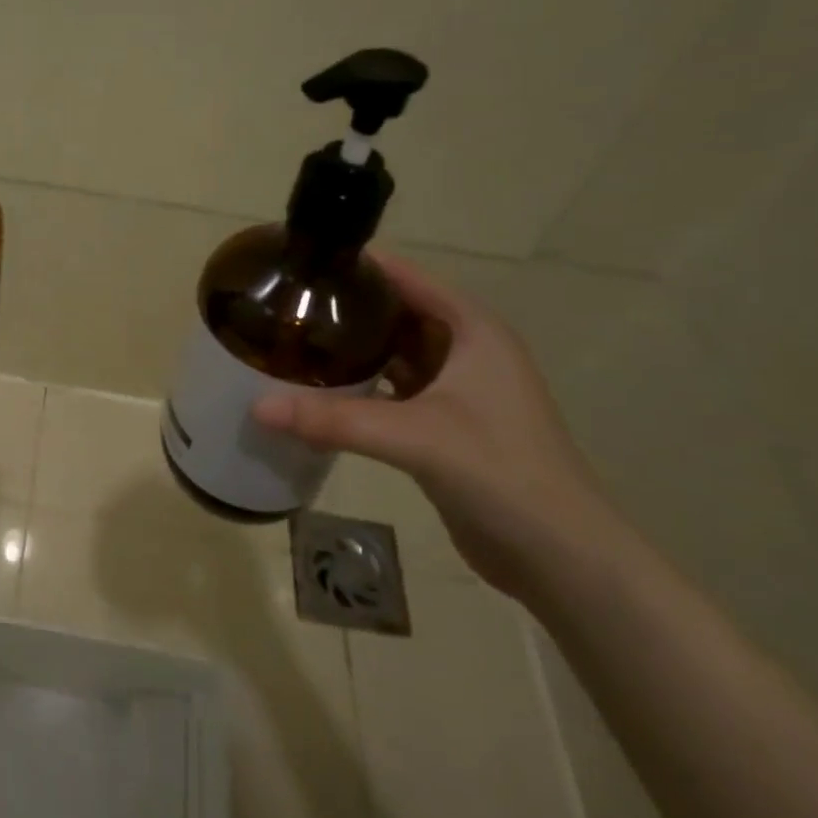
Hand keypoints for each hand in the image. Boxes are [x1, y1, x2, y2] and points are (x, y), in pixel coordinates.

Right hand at [254, 251, 619, 596]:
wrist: (560, 557)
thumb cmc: (500, 473)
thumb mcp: (416, 437)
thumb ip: (336, 419)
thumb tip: (257, 408)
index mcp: (473, 331)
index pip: (408, 279)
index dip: (360, 266)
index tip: (304, 261)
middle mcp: (467, 351)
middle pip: (397, 314)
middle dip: (347, 309)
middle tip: (286, 304)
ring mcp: (458, 391)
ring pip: (394, 354)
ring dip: (352, 349)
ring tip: (293, 340)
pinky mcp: (446, 426)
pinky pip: (393, 391)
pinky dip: (360, 387)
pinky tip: (319, 391)